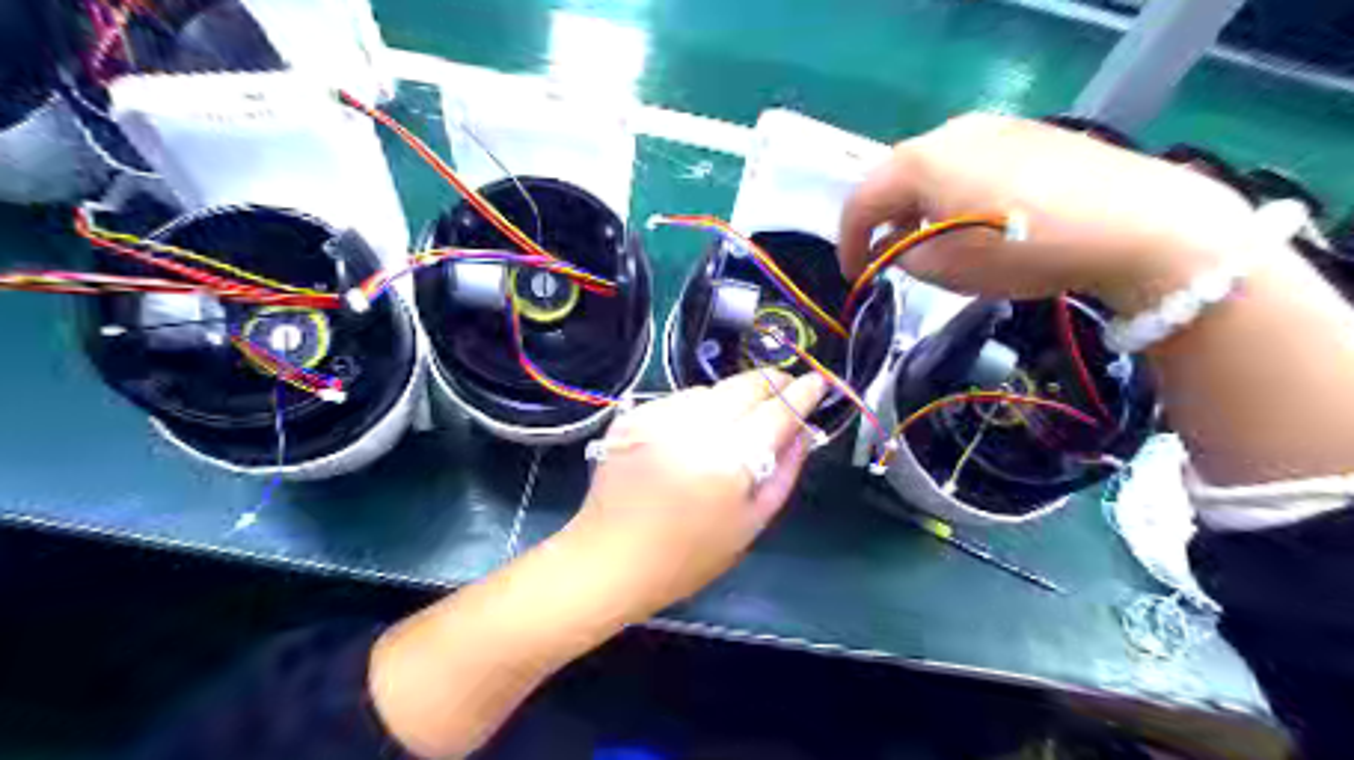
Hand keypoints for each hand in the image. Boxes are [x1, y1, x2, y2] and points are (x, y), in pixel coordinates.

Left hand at [555, 370, 829, 619]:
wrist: (611, 559)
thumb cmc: (688, 556)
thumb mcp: (750, 524)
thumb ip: (784, 472)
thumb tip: (803, 431)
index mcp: (729, 461)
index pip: (777, 412)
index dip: (802, 393)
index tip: (817, 382)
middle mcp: (695, 429)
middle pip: (745, 385)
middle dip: (772, 381)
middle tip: (786, 388)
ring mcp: (659, 418)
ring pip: (713, 388)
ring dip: (735, 394)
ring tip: (741, 416)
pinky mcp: (635, 417)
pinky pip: (681, 399)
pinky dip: (700, 406)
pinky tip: (700, 428)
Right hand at [843, 112, 1252, 313]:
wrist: (1137, 224)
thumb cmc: (1024, 250)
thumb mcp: (945, 269)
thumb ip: (902, 256)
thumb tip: (897, 248)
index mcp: (920, 160)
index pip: (861, 201)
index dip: (848, 243)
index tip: (852, 275)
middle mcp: (950, 132)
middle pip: (895, 178)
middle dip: (883, 220)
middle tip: (886, 257)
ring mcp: (994, 127)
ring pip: (933, 168)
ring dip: (918, 206)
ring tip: (929, 242)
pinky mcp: (1029, 134)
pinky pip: (970, 164)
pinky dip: (954, 194)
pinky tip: (974, 220)